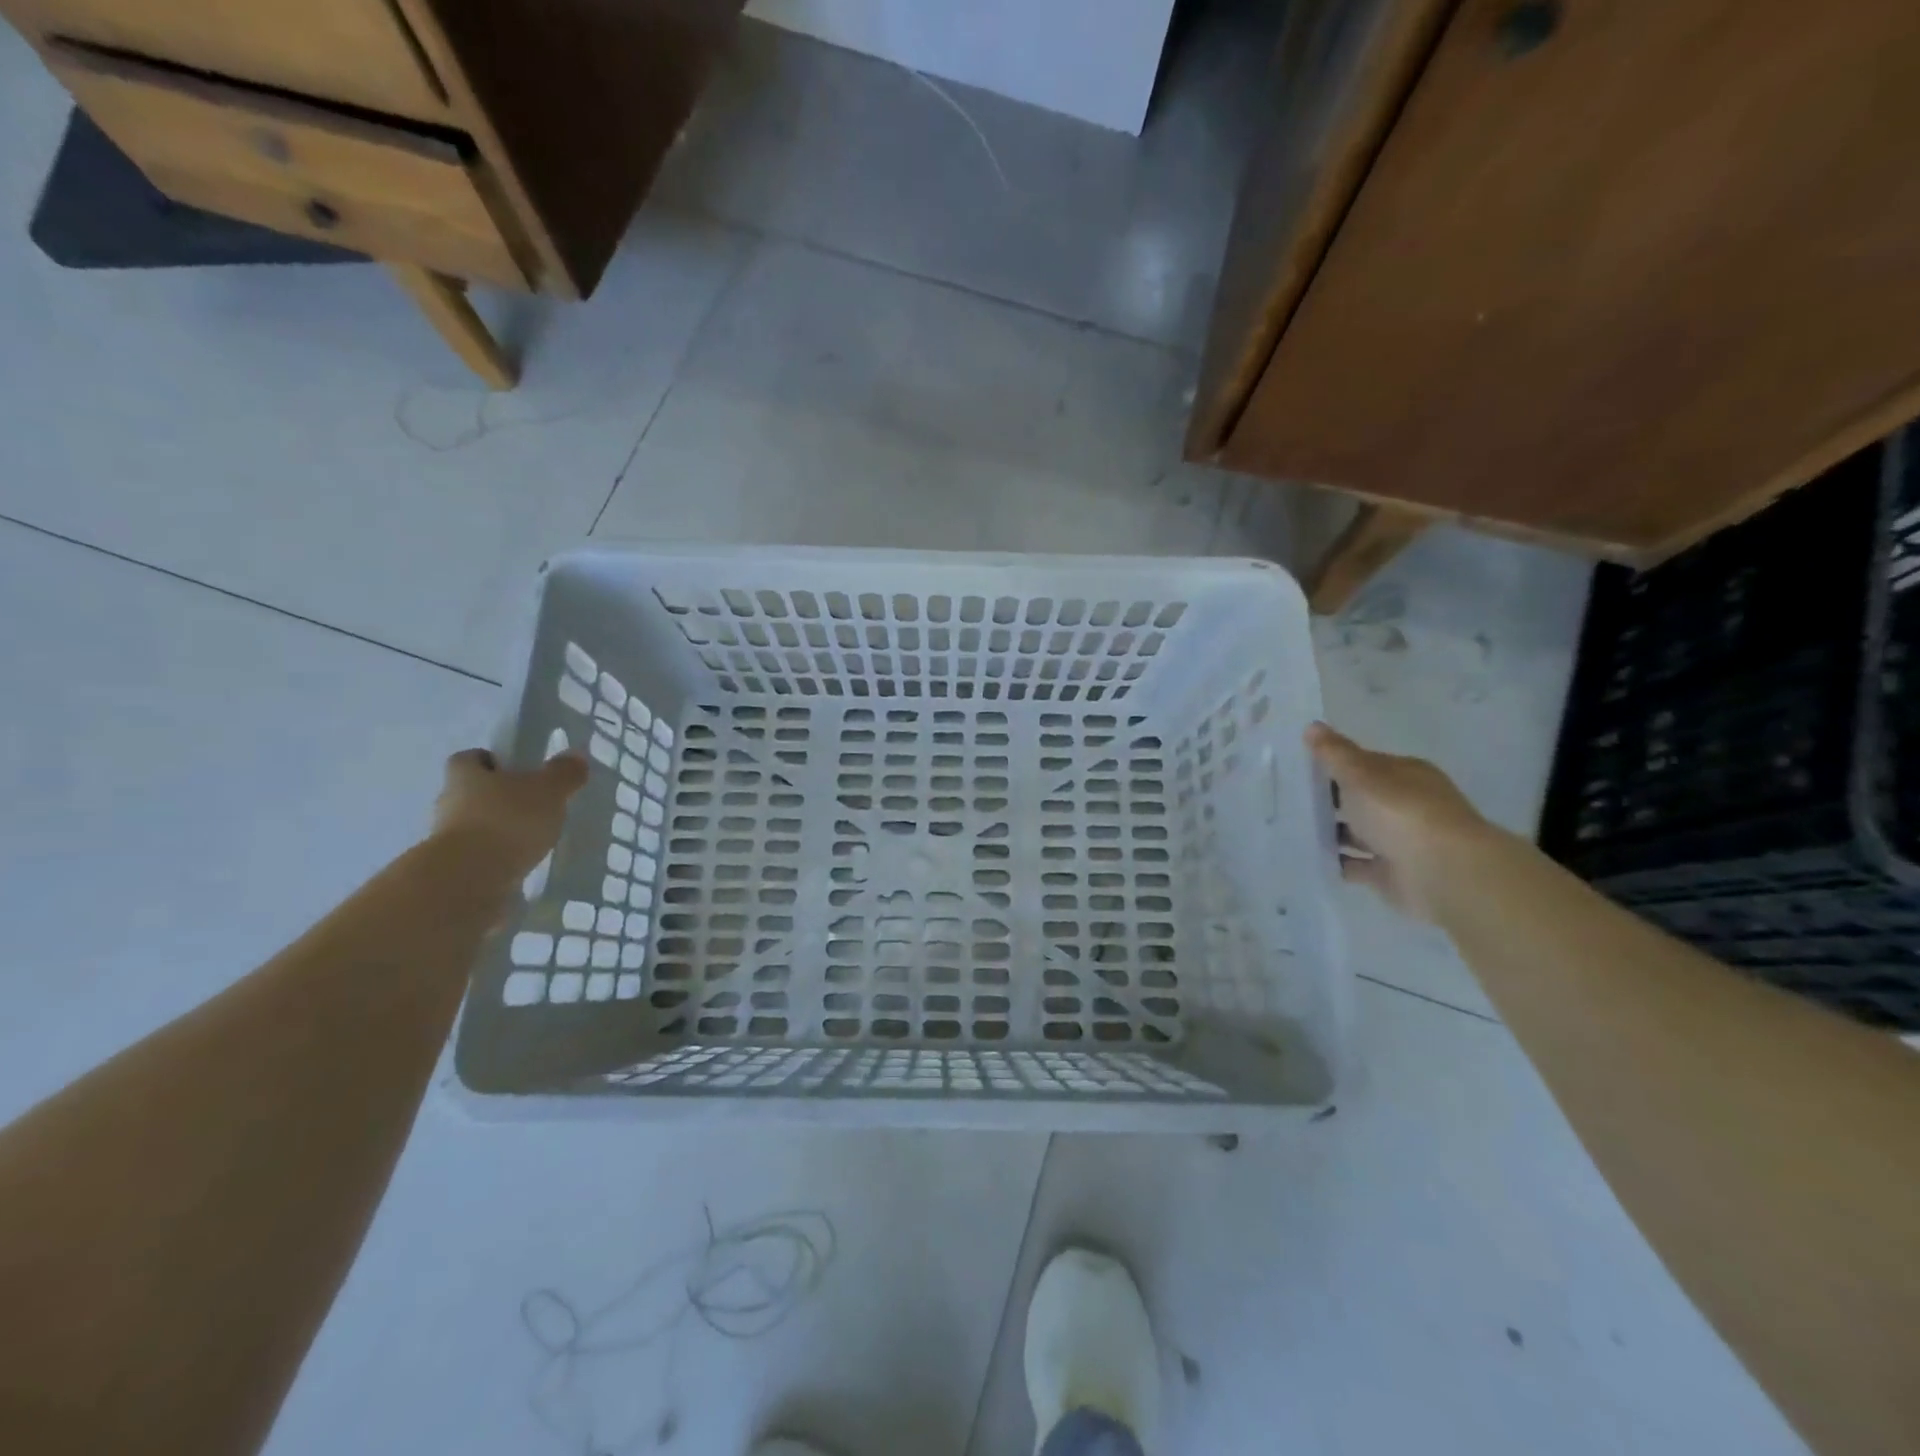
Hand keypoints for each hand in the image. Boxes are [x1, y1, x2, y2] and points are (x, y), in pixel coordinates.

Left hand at [429, 748, 587, 883]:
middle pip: (473, 792)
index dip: (493, 761)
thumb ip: (563, 773)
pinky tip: (521, 864)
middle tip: (534, 806)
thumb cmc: (508, 821)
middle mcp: (448, 802)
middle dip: (500, 798)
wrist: (469, 880)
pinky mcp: (452, 869)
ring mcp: (445, 838)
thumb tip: (575, 756)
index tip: (517, 771)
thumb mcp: (548, 790)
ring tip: (532, 839)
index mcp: (465, 774)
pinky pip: (478, 855)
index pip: (472, 758)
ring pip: (475, 825)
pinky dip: (497, 857)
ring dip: (498, 830)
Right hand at [1305, 723, 1497, 921]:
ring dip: (1332, 832)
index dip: (1334, 764)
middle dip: (1330, 799)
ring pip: (1358, 832)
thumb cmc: (1400, 811)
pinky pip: (1357, 865)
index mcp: (1405, 775)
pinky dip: (1337, 862)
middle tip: (1287, 798)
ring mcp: (1400, 841)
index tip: (1299, 769)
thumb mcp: (1360, 774)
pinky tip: (1308, 857)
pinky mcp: (1391, 873)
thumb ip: (1335, 753)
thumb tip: (1312, 725)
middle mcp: (1406, 805)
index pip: (1365, 764)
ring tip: (1291, 828)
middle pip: (1361, 799)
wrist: (1441, 872)